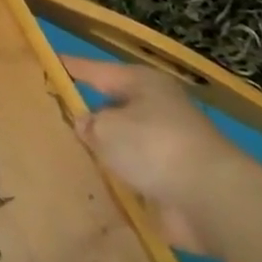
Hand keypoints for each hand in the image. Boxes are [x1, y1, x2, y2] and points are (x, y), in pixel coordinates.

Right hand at [63, 56, 258, 254]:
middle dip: (88, 113)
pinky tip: (92, 185)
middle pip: (113, 107)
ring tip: (66, 154)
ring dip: (103, 151)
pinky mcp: (173, 180)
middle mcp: (157, 109)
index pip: (97, 70)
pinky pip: (134, 174)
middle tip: (53, 117)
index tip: (48, 61)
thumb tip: (86, 125)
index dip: (71, 67)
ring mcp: (167, 146)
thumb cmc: (154, 147)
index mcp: (143, 84)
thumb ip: (88, 124)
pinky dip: (118, 179)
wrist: (213, 200)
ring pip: (123, 143)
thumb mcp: (106, 129)